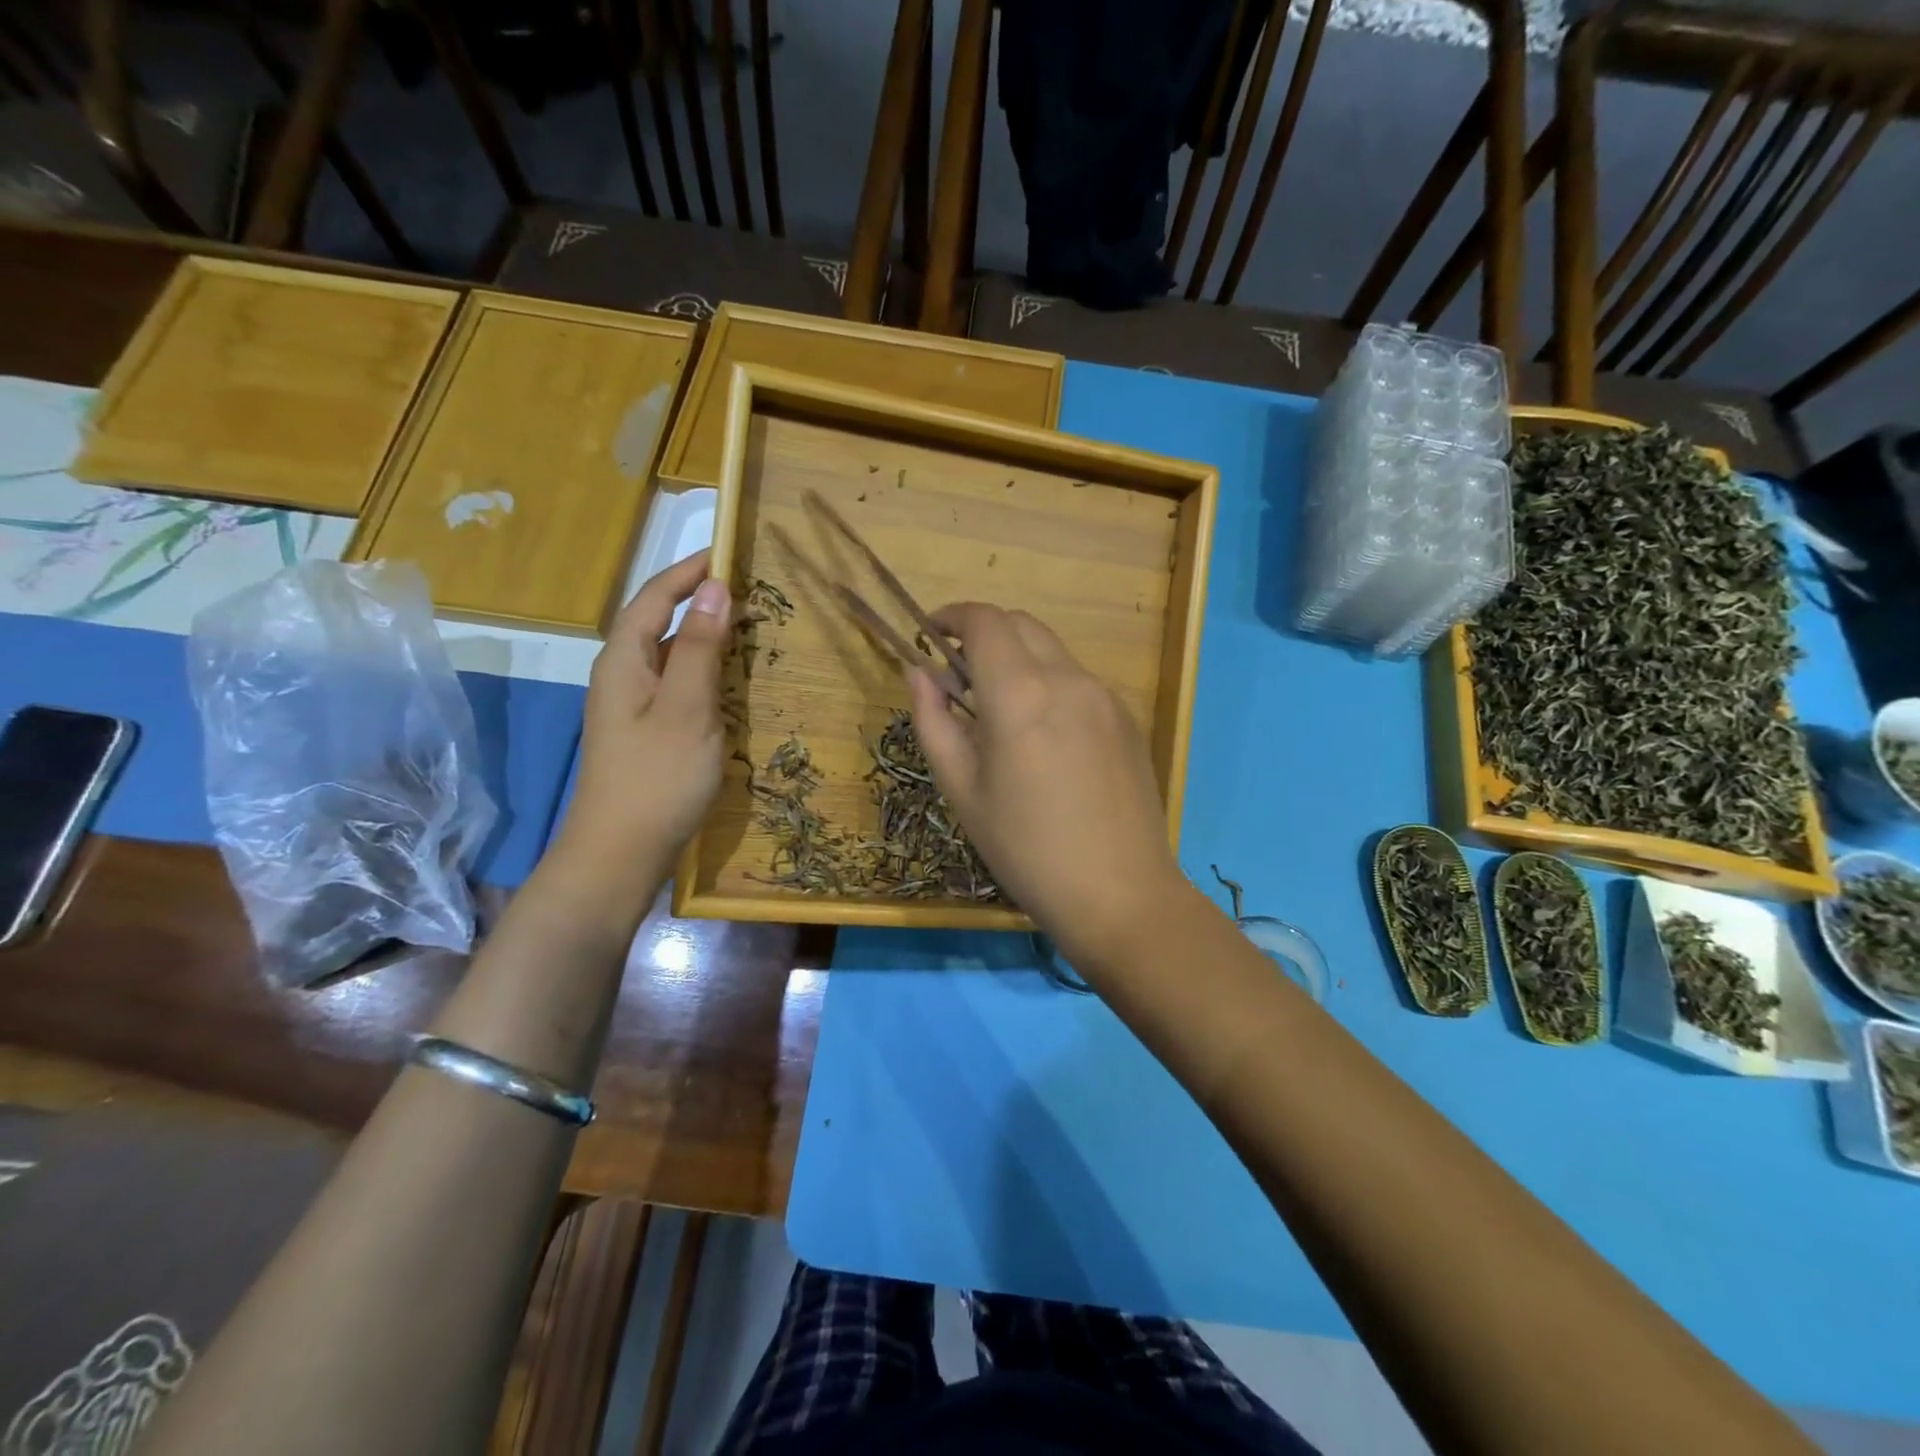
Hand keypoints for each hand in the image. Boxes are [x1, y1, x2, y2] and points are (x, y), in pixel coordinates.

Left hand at [556, 551, 730, 885]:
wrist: (620, 854)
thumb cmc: (656, 777)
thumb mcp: (686, 707)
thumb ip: (699, 647)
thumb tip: (716, 588)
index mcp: (623, 660)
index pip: (655, 596)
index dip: (689, 571)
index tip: (729, 551)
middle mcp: (622, 676)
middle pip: (658, 621)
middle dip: (698, 599)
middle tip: (749, 591)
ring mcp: (632, 707)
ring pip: (669, 655)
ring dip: (703, 636)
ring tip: (746, 628)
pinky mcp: (647, 733)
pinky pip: (677, 685)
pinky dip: (704, 670)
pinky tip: (729, 682)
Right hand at [908, 603, 1191, 962]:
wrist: (1119, 893)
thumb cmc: (1025, 849)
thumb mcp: (962, 790)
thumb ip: (933, 721)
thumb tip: (918, 672)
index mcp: (1020, 694)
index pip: (984, 621)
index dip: (952, 617)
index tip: (931, 635)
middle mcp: (1068, 679)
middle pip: (1020, 624)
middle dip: (983, 634)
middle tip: (959, 677)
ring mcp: (1105, 696)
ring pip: (1052, 651)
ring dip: (1018, 659)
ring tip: (1000, 712)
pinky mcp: (1127, 718)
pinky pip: (1079, 681)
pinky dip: (1049, 684)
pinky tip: (1044, 737)